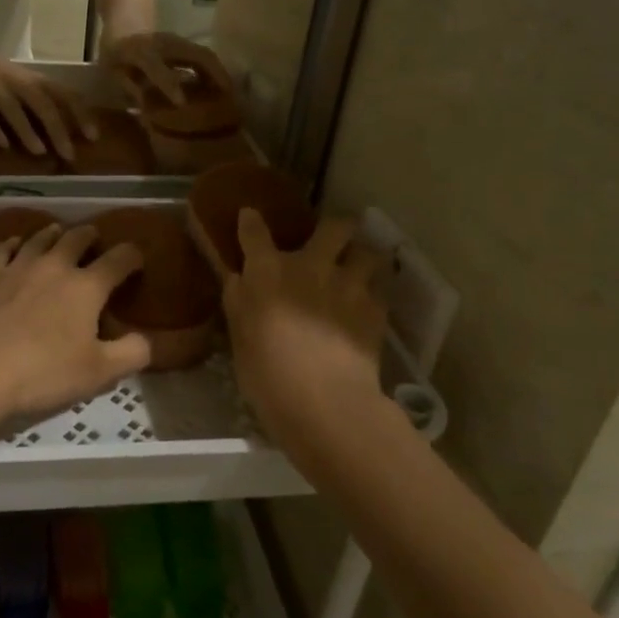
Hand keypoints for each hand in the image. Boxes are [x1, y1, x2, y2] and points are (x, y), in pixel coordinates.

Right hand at [0, 29, 91, 159]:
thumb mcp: (25, 83)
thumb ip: (44, 102)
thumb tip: (70, 132)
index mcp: (34, 79)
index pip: (65, 94)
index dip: (81, 114)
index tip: (93, 136)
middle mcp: (17, 81)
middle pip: (43, 104)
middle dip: (58, 130)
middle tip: (69, 154)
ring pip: (14, 109)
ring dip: (28, 131)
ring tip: (40, 152)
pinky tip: (3, 145)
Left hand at [0, 224, 149, 418]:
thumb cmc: (43, 372)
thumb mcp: (99, 373)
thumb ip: (131, 354)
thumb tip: (148, 340)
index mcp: (87, 287)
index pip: (119, 259)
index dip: (132, 256)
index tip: (137, 259)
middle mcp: (55, 266)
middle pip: (77, 238)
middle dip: (90, 236)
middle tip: (94, 239)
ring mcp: (17, 266)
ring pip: (40, 238)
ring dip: (54, 233)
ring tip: (59, 232)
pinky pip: (4, 248)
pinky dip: (15, 242)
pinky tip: (16, 243)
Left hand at [103, 31, 232, 107]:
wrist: (125, 21)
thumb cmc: (115, 55)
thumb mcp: (112, 72)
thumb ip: (128, 88)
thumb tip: (146, 107)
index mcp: (139, 51)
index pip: (156, 66)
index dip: (168, 84)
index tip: (182, 103)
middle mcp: (163, 43)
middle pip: (195, 55)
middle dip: (213, 76)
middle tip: (227, 100)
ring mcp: (178, 41)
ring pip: (205, 55)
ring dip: (219, 74)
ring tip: (231, 96)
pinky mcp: (186, 44)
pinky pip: (204, 56)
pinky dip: (216, 71)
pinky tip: (222, 87)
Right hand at [224, 211, 385, 442]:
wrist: (323, 400)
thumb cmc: (267, 373)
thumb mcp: (239, 337)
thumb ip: (239, 301)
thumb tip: (239, 279)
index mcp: (267, 271)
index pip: (254, 231)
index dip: (250, 221)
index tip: (250, 217)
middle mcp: (310, 265)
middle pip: (333, 226)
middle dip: (335, 227)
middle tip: (331, 241)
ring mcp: (347, 284)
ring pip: (367, 252)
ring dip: (362, 257)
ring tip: (358, 270)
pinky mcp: (375, 308)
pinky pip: (380, 288)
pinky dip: (374, 292)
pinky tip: (367, 305)